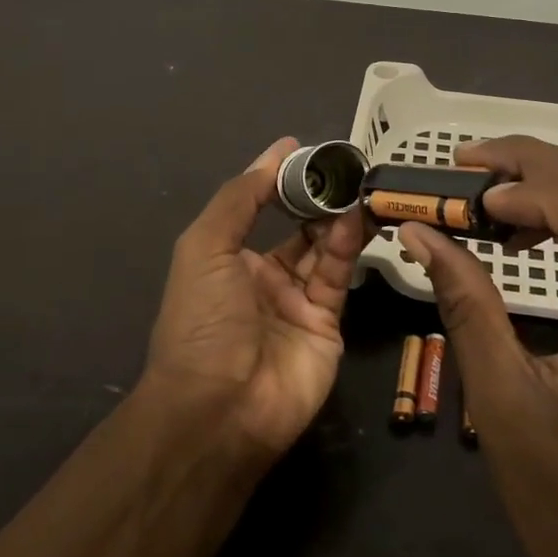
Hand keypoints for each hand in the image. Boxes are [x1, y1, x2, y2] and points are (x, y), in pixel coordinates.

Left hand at [143, 137, 372, 457]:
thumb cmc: (203, 319)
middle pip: (297, 229)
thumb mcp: (206, 246)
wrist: (220, 407)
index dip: (278, 180)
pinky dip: (346, 246)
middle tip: (343, 167)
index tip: (303, 149)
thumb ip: (241, 198)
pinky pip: (338, 276)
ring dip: (337, 217)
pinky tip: (354, 218)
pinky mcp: (328, 324)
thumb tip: (275, 154)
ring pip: (324, 249)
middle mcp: (263, 279)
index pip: (258, 209)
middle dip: (316, 199)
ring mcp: (297, 303)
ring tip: (355, 186)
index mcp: (228, 261)